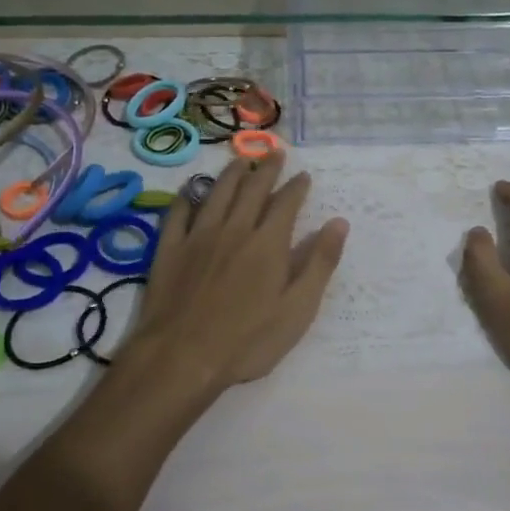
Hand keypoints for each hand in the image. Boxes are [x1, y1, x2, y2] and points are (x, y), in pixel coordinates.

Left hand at [122, 150, 348, 395]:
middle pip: (252, 189)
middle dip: (266, 169)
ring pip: (217, 193)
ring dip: (231, 173)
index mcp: (268, 243)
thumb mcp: (298, 308)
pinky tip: (191, 190)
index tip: (303, 175)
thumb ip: (320, 263)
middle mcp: (234, 229)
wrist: (182, 356)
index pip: (286, 203)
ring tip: (240, 160)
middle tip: (274, 153)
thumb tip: (339, 222)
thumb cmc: (249, 340)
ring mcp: (198, 236)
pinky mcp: (169, 249)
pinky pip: (178, 213)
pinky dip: (187, 197)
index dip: (297, 186)